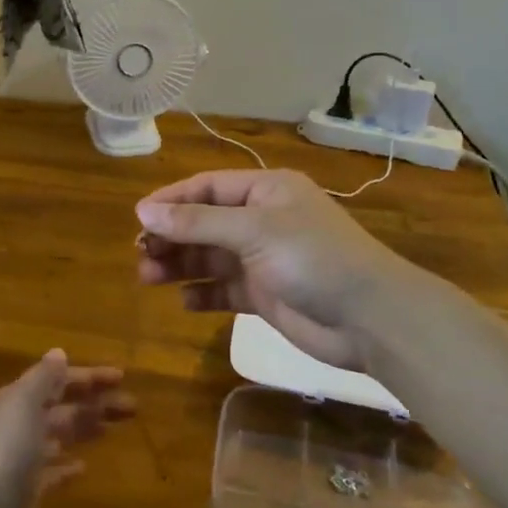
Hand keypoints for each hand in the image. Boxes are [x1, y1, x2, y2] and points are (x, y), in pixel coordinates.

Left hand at [0, 351, 133, 507]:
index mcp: (13, 401)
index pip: (54, 381)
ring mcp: (21, 460)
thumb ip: (42, 378)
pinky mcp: (27, 493)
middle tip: (132, 406)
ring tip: (113, 428)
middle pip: (60, 408)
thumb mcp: (22, 404)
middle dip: (94, 403)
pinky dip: (67, 467)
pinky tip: (84, 468)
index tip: (121, 377)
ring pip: (59, 436)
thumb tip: (58, 353)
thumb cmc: (3, 452)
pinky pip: (51, 473)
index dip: (87, 377)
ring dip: (85, 429)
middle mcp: (16, 426)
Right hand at [135, 168, 422, 369]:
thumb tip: (144, 212)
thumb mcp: (253, 231)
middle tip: (140, 254)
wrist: (370, 319)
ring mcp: (262, 259)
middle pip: (203, 223)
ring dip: (179, 265)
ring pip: (208, 257)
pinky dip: (202, 294)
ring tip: (148, 277)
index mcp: (265, 192)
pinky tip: (184, 301)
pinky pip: (222, 289)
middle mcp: (262, 220)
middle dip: (171, 237)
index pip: (206, 188)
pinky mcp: (264, 294)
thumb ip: (197, 223)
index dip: (171, 201)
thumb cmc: (313, 258)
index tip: (138, 219)